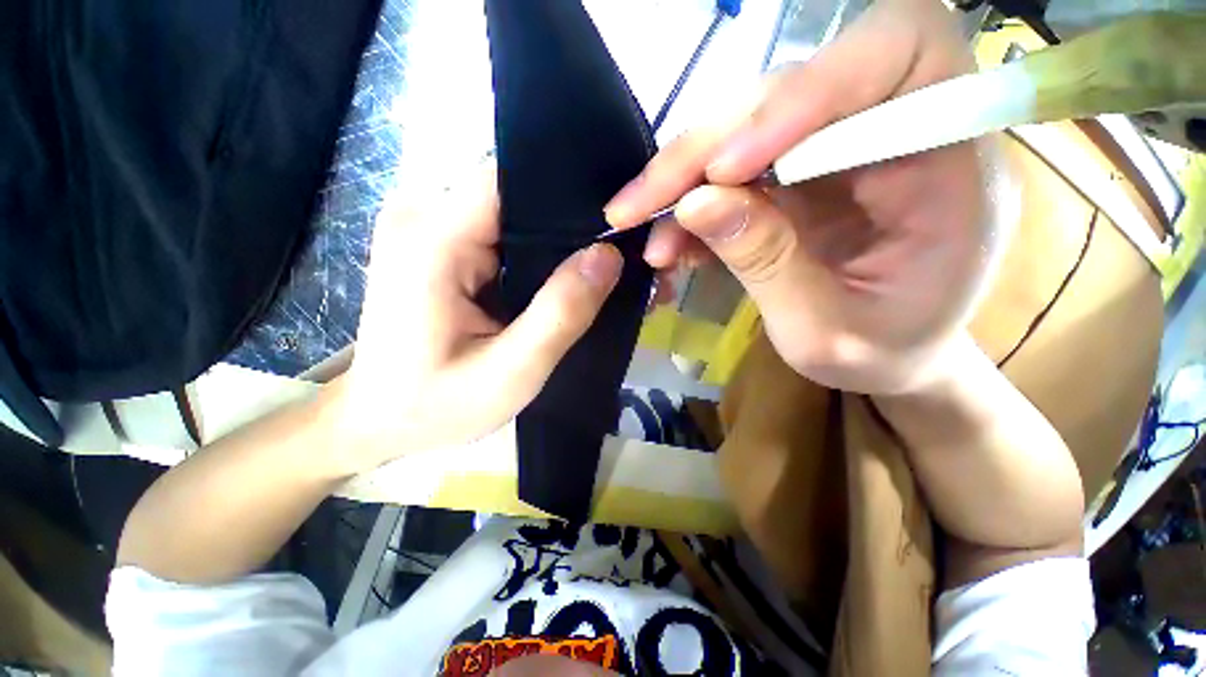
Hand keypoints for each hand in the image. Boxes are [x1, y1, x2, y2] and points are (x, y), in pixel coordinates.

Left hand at [333, 167, 622, 473]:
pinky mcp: (438, 244)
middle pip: (513, 191)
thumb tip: (608, 256)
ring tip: (585, 268)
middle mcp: (423, 216)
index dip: (566, 190)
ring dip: (550, 238)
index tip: (612, 217)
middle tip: (607, 255)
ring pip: (510, 210)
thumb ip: (560, 313)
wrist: (379, 420)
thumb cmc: (436, 405)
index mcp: (432, 239)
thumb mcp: (510, 373)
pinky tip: (552, 276)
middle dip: (564, 220)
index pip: (510, 178)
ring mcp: (428, 227)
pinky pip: (499, 229)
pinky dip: (531, 249)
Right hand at [605, 0, 1010, 393]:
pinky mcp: (792, 175)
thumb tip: (693, 205)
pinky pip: (728, 171)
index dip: (806, 91)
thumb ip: (769, 264)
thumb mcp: (826, 331)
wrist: (886, 356)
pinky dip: (689, 206)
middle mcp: (889, 133)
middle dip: (701, 151)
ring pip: (741, 128)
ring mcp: (832, 150)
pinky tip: (669, 246)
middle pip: (785, 90)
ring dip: (681, 181)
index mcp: (945, 163)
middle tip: (638, 207)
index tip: (726, 168)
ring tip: (646, 235)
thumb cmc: (881, 353)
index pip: (894, 58)